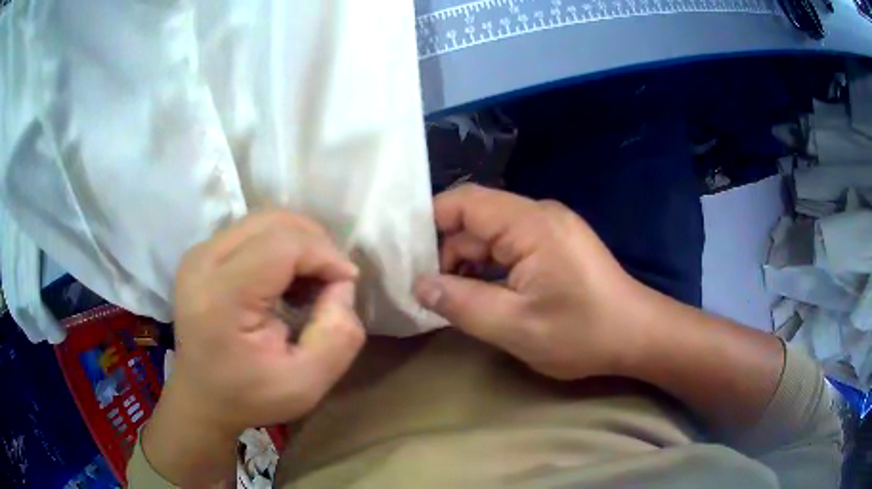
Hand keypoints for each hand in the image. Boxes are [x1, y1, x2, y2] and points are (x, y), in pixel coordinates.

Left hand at [142, 211, 364, 485]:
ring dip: (299, 244)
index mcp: (221, 296)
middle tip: (332, 280)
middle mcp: (203, 262)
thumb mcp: (307, 384)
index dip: (325, 254)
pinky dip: (281, 247)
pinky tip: (286, 280)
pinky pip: (252, 232)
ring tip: (310, 282)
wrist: (202, 397)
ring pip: (264, 221)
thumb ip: (338, 335)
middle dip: (315, 244)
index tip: (347, 283)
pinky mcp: (202, 253)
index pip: (282, 244)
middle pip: (273, 222)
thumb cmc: (250, 396)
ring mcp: (199, 253)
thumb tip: (342, 285)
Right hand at [414, 185, 648, 380]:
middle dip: (447, 251)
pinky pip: (512, 246)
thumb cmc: (583, 332)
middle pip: (476, 218)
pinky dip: (491, 267)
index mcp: (530, 223)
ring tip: (452, 298)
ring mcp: (551, 228)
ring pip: (492, 234)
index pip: (465, 202)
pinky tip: (483, 294)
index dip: (429, 222)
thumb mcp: (516, 326)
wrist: (638, 336)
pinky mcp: (557, 244)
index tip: (405, 256)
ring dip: (469, 263)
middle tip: (428, 290)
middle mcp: (539, 214)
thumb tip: (420, 285)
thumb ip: (462, 304)